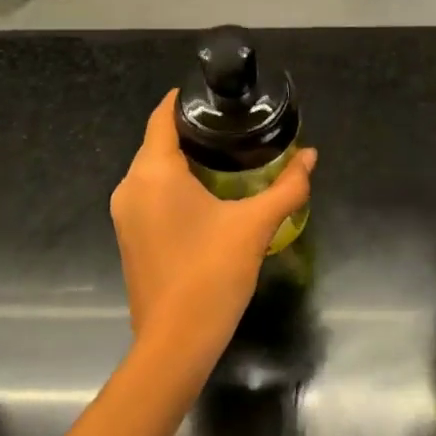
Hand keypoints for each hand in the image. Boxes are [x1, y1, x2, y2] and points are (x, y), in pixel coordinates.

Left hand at [110, 91, 316, 362]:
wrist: (175, 342)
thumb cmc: (213, 273)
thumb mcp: (255, 225)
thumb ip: (287, 187)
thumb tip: (311, 156)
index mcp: (154, 172)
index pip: (161, 118)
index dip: (182, 100)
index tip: (210, 92)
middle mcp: (131, 186)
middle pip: (156, 142)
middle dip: (188, 130)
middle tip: (229, 124)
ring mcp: (125, 214)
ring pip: (151, 170)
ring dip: (180, 158)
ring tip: (222, 153)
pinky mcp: (128, 236)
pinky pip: (148, 193)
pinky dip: (171, 183)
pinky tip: (203, 192)